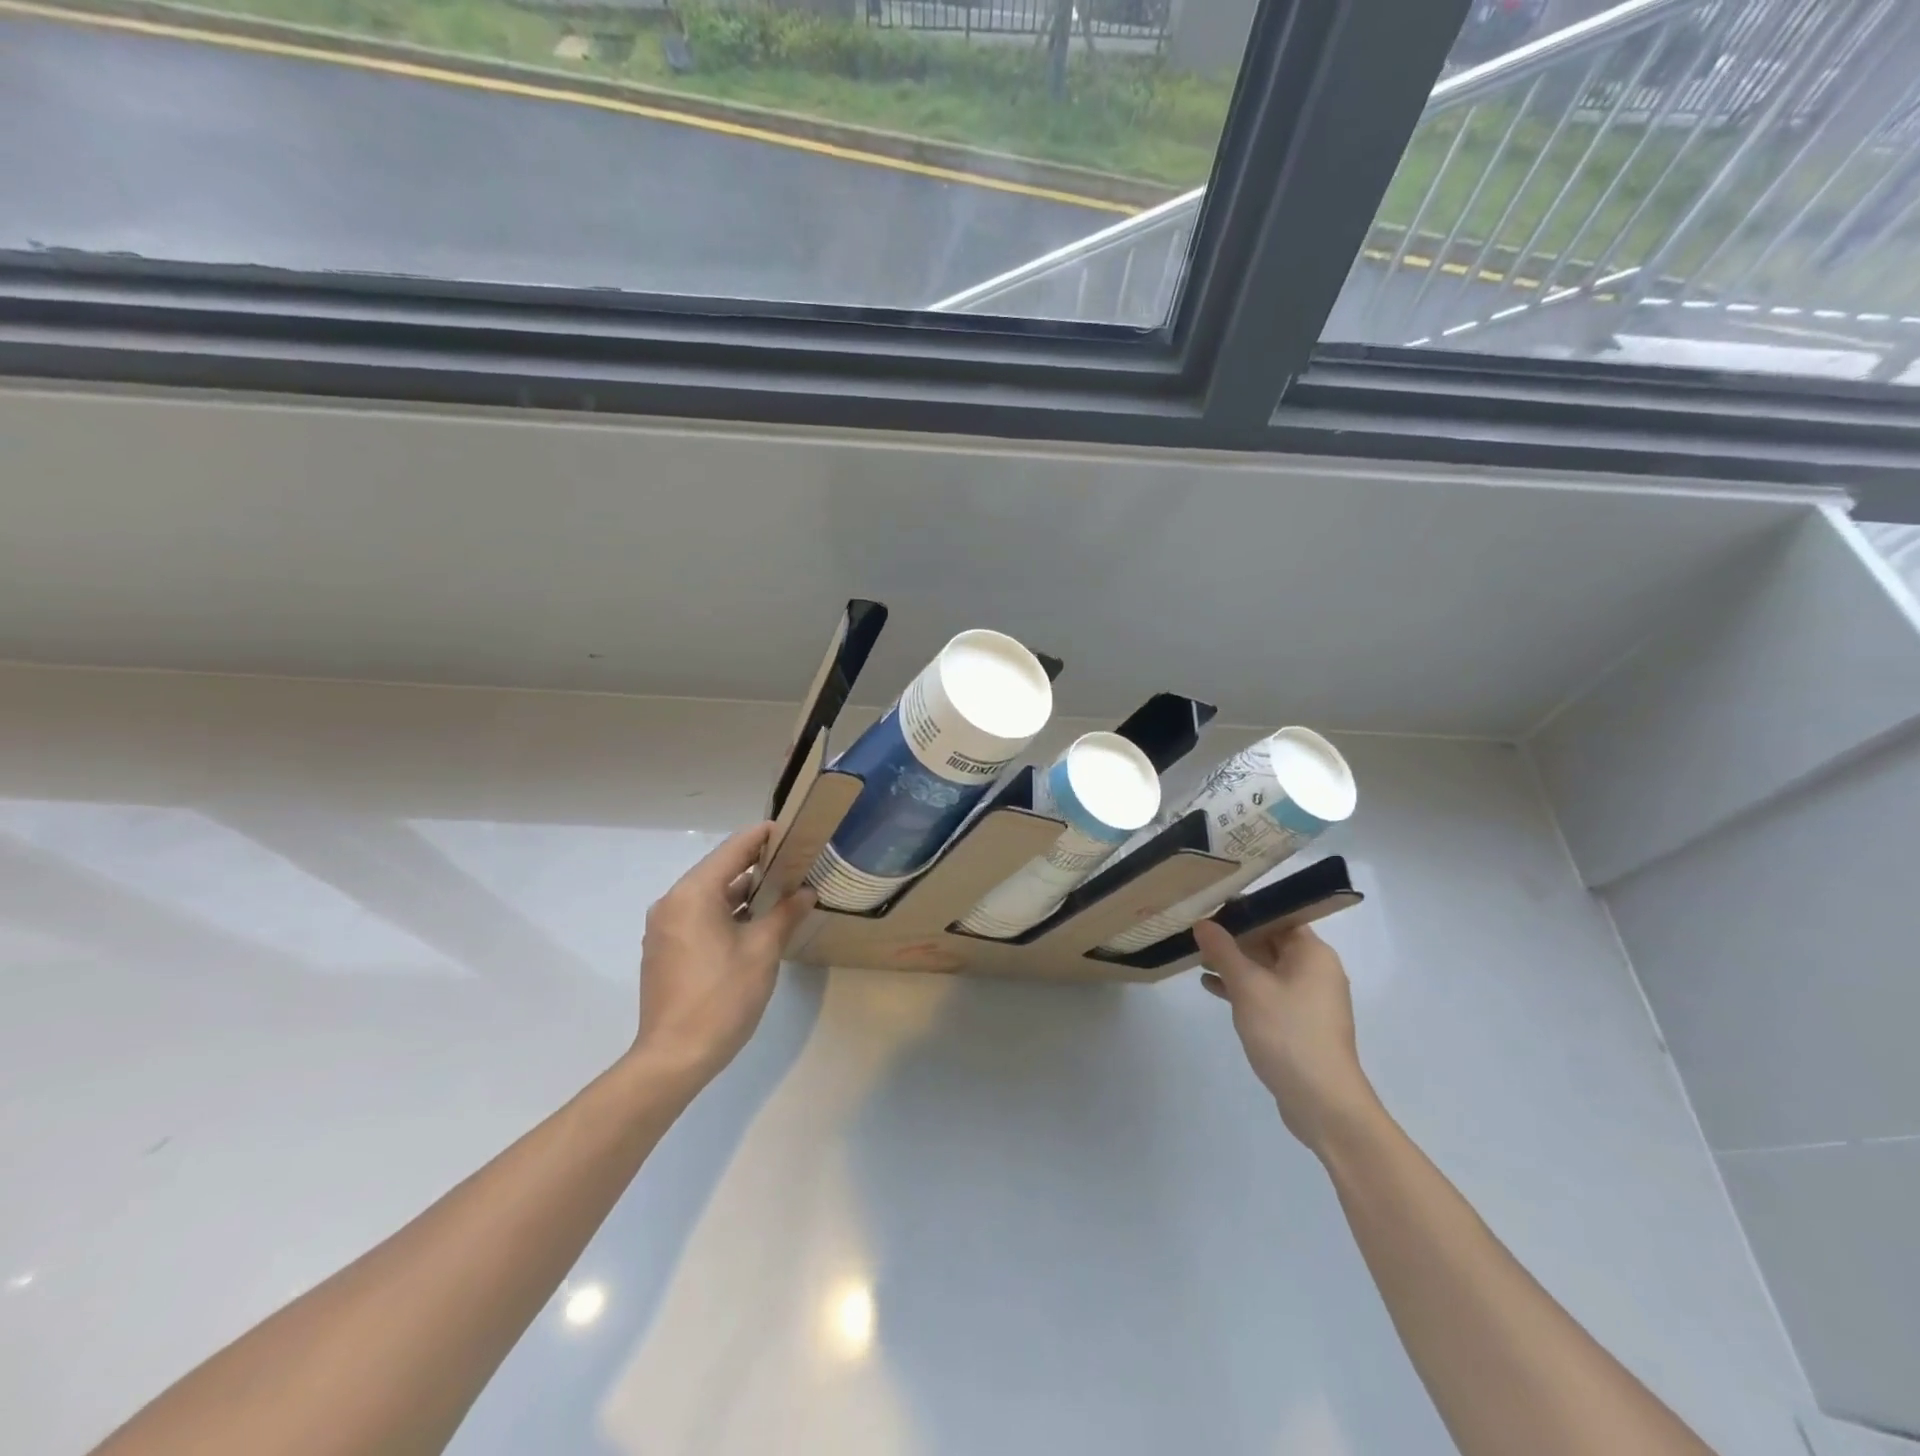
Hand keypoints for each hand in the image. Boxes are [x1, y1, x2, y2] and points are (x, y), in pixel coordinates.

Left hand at [631, 823, 814, 1092]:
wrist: (674, 1057)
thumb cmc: (722, 997)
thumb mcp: (763, 951)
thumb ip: (785, 914)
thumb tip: (806, 892)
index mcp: (693, 894)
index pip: (733, 849)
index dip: (763, 836)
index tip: (792, 831)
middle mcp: (672, 902)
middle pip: (719, 869)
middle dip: (757, 865)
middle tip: (795, 862)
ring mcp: (664, 927)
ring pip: (709, 895)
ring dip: (743, 891)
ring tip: (781, 890)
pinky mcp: (665, 949)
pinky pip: (698, 915)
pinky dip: (726, 911)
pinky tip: (754, 922)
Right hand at [1193, 920, 1381, 1155]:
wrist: (1322, 1102)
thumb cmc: (1287, 1033)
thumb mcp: (1247, 987)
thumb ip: (1223, 951)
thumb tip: (1203, 923)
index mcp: (1312, 953)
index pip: (1278, 916)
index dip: (1244, 909)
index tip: (1210, 906)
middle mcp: (1315, 970)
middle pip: (1271, 941)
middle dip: (1234, 938)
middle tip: (1196, 932)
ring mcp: (1309, 999)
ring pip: (1266, 968)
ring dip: (1234, 963)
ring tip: (1197, 958)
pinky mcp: (1299, 1023)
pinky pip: (1267, 992)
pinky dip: (1242, 988)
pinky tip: (1211, 988)